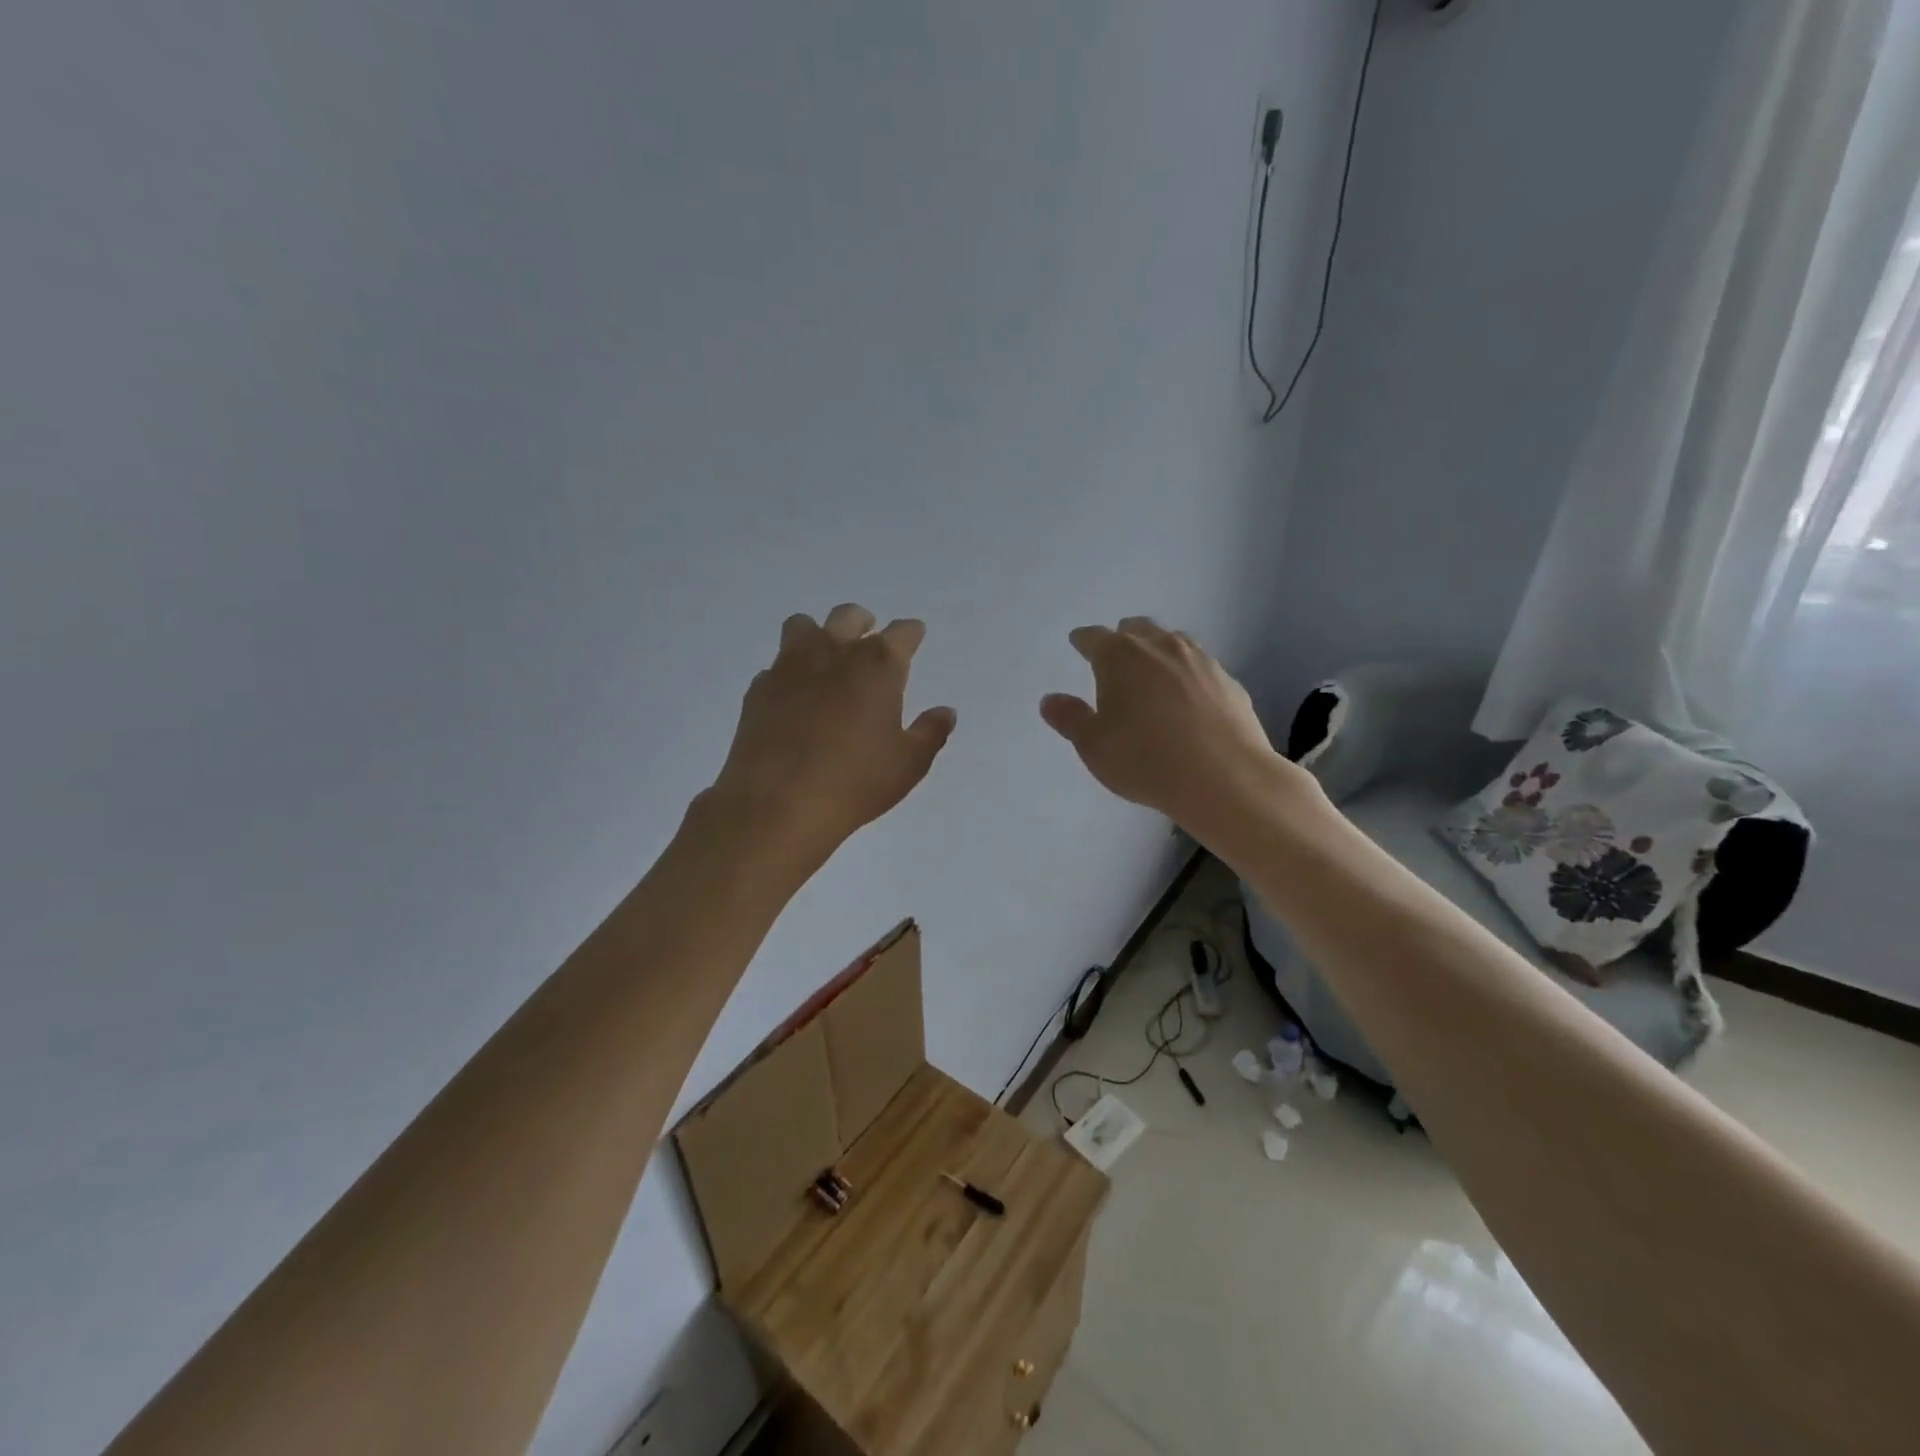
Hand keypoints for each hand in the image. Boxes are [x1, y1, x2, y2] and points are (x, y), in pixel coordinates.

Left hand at [709, 603, 956, 865]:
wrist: (778, 802)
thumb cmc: (855, 782)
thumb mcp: (908, 764)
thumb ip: (930, 732)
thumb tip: (946, 712)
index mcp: (878, 665)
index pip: (902, 632)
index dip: (911, 634)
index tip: (914, 638)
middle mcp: (834, 652)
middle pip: (849, 616)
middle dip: (863, 623)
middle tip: (869, 641)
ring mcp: (790, 666)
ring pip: (803, 626)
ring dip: (818, 636)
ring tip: (825, 660)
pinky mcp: (759, 688)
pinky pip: (775, 666)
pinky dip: (788, 674)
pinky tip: (793, 699)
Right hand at [1040, 617, 1310, 843]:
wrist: (1224, 777)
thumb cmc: (1145, 760)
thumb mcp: (1094, 746)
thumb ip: (1070, 718)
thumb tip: (1050, 700)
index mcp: (1120, 656)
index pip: (1094, 637)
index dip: (1084, 641)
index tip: (1078, 643)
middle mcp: (1161, 647)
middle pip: (1137, 629)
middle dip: (1123, 638)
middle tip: (1115, 657)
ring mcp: (1200, 661)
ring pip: (1173, 642)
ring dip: (1158, 651)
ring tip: (1152, 672)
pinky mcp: (1229, 682)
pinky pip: (1201, 668)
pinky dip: (1188, 675)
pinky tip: (1188, 698)